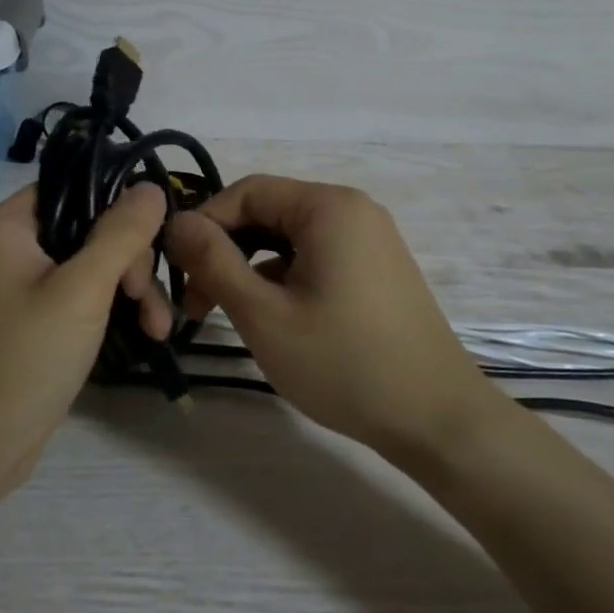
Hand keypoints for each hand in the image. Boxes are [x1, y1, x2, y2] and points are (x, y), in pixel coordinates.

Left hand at [0, 183, 170, 484]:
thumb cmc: (25, 356)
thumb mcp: (83, 289)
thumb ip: (121, 234)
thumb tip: (151, 187)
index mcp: (3, 227)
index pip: (68, 188)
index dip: (115, 203)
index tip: (154, 233)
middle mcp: (3, 249)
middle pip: (83, 230)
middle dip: (128, 262)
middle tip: (149, 300)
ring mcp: (13, 288)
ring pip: (85, 268)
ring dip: (126, 291)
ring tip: (159, 328)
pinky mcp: (26, 322)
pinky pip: (74, 298)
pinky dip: (105, 310)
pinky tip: (142, 333)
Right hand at [164, 176, 485, 454]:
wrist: (437, 420)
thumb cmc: (344, 363)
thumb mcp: (263, 313)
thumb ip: (213, 261)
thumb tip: (176, 223)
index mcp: (328, 207)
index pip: (246, 192)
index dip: (203, 224)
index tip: (176, 269)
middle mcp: (352, 210)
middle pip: (268, 212)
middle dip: (225, 250)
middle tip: (196, 301)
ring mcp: (369, 240)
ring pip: (289, 239)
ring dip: (250, 268)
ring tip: (227, 314)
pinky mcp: (376, 269)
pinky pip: (315, 258)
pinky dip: (283, 279)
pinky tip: (271, 319)